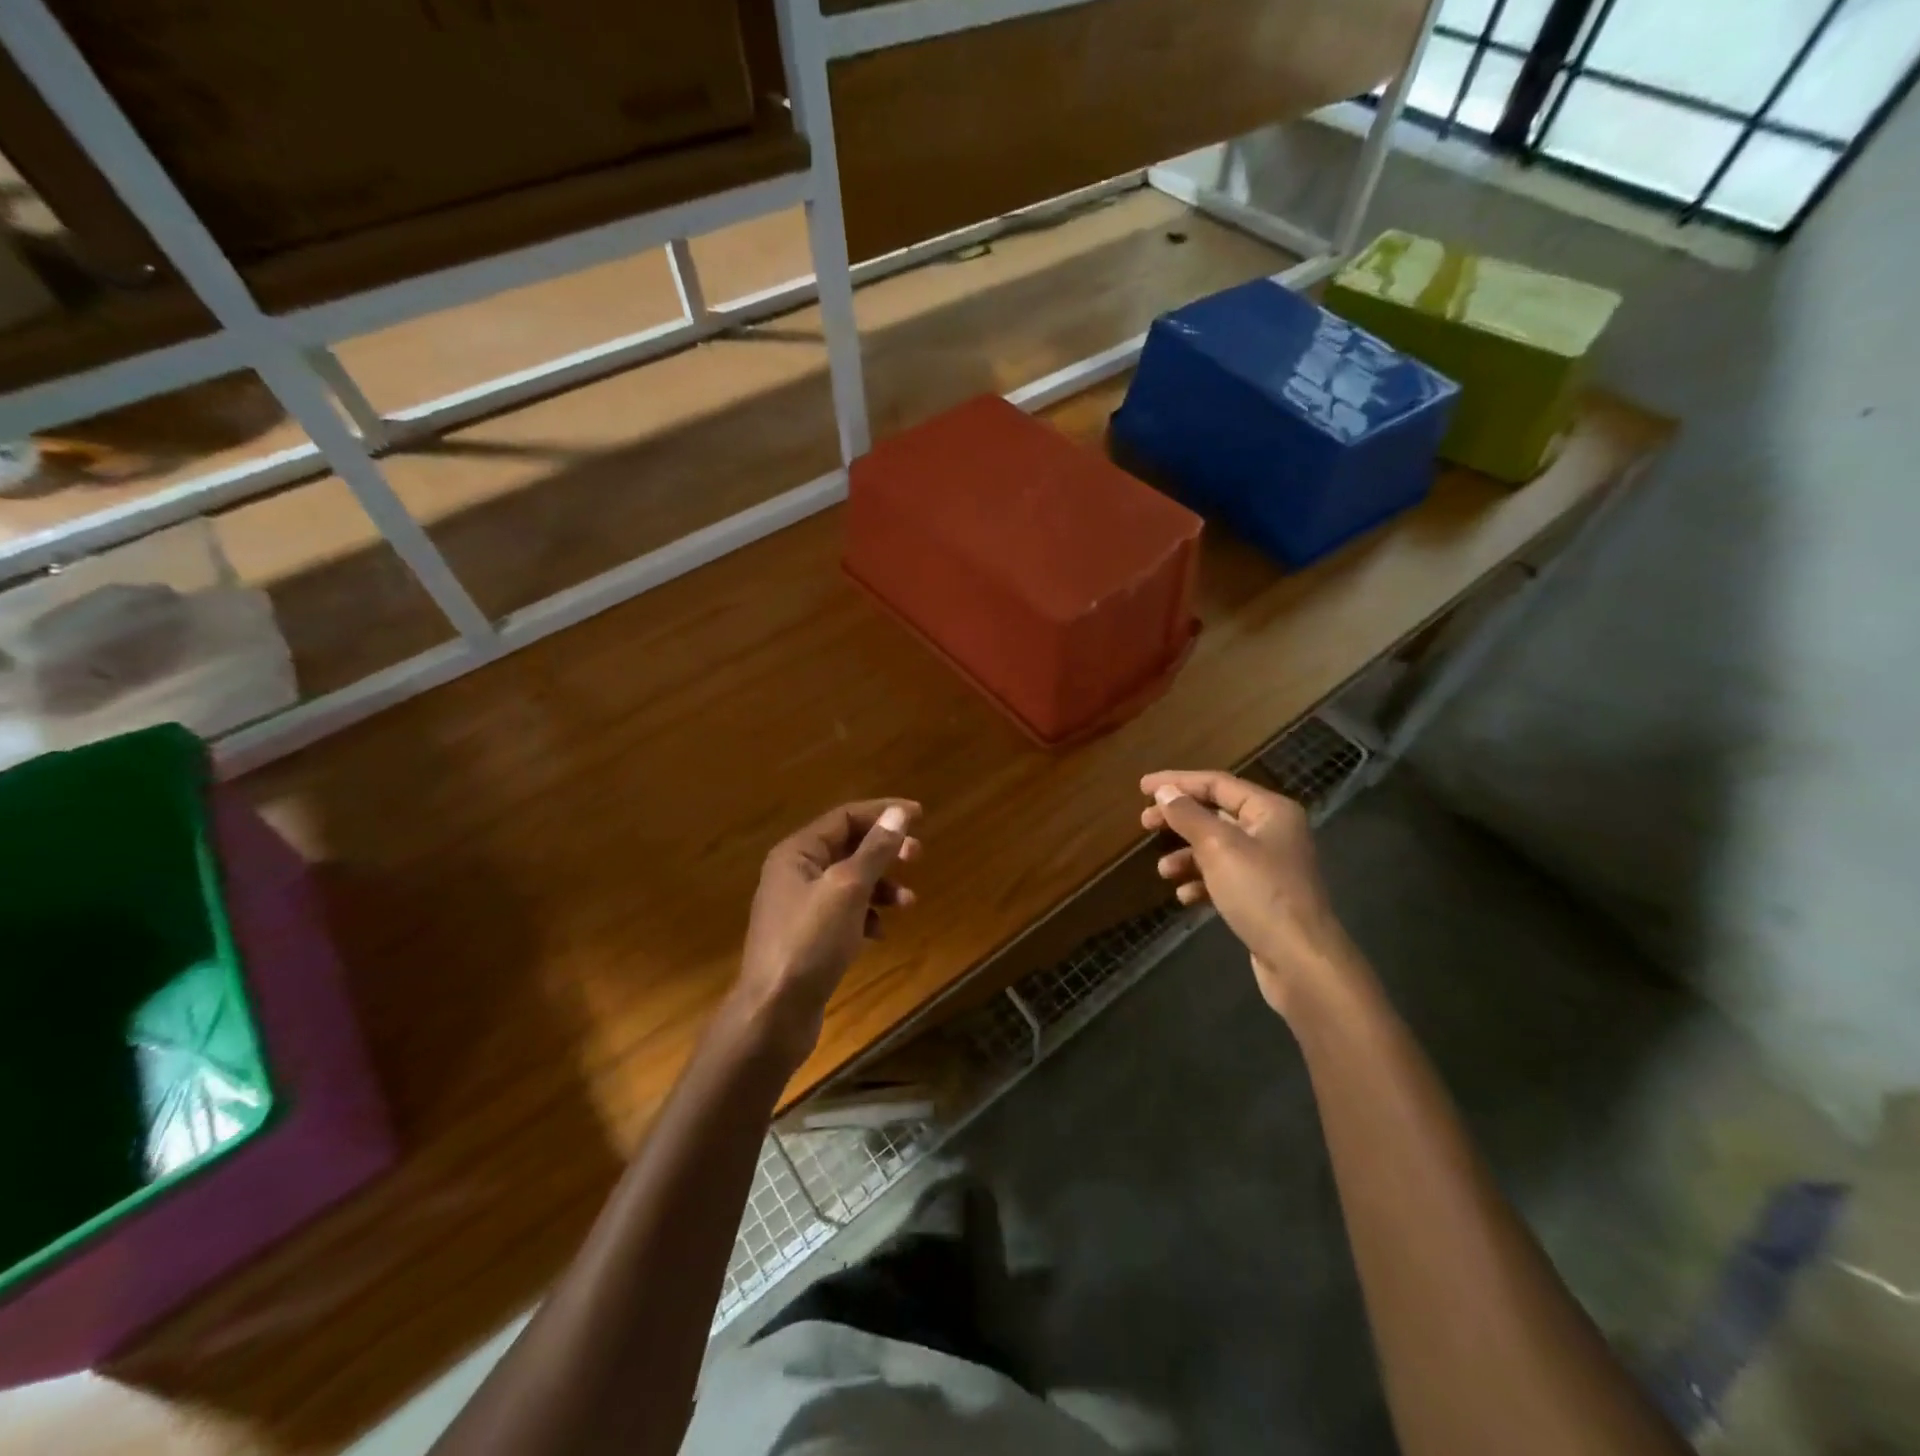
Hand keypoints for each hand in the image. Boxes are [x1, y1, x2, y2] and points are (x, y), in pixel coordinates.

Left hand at [733, 799, 921, 1068]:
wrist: (774, 1013)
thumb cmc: (810, 942)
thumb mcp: (848, 889)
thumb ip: (875, 850)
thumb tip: (898, 812)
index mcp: (797, 852)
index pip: (845, 817)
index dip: (883, 812)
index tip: (920, 816)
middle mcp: (794, 872)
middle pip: (848, 847)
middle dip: (884, 850)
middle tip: (917, 856)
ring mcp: (799, 907)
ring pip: (849, 882)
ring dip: (881, 886)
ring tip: (908, 902)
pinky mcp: (807, 937)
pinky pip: (843, 912)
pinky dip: (866, 915)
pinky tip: (880, 932)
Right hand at [1140, 771, 1362, 1019]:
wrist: (1300, 960)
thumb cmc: (1260, 893)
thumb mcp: (1218, 847)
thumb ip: (1188, 816)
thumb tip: (1165, 791)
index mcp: (1270, 811)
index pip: (1217, 783)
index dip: (1178, 782)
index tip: (1141, 787)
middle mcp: (1272, 832)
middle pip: (1216, 814)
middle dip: (1179, 819)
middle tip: (1145, 823)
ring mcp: (1269, 866)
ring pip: (1217, 848)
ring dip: (1186, 855)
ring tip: (1163, 871)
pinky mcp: (1263, 896)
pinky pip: (1224, 878)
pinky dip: (1201, 882)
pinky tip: (1185, 897)